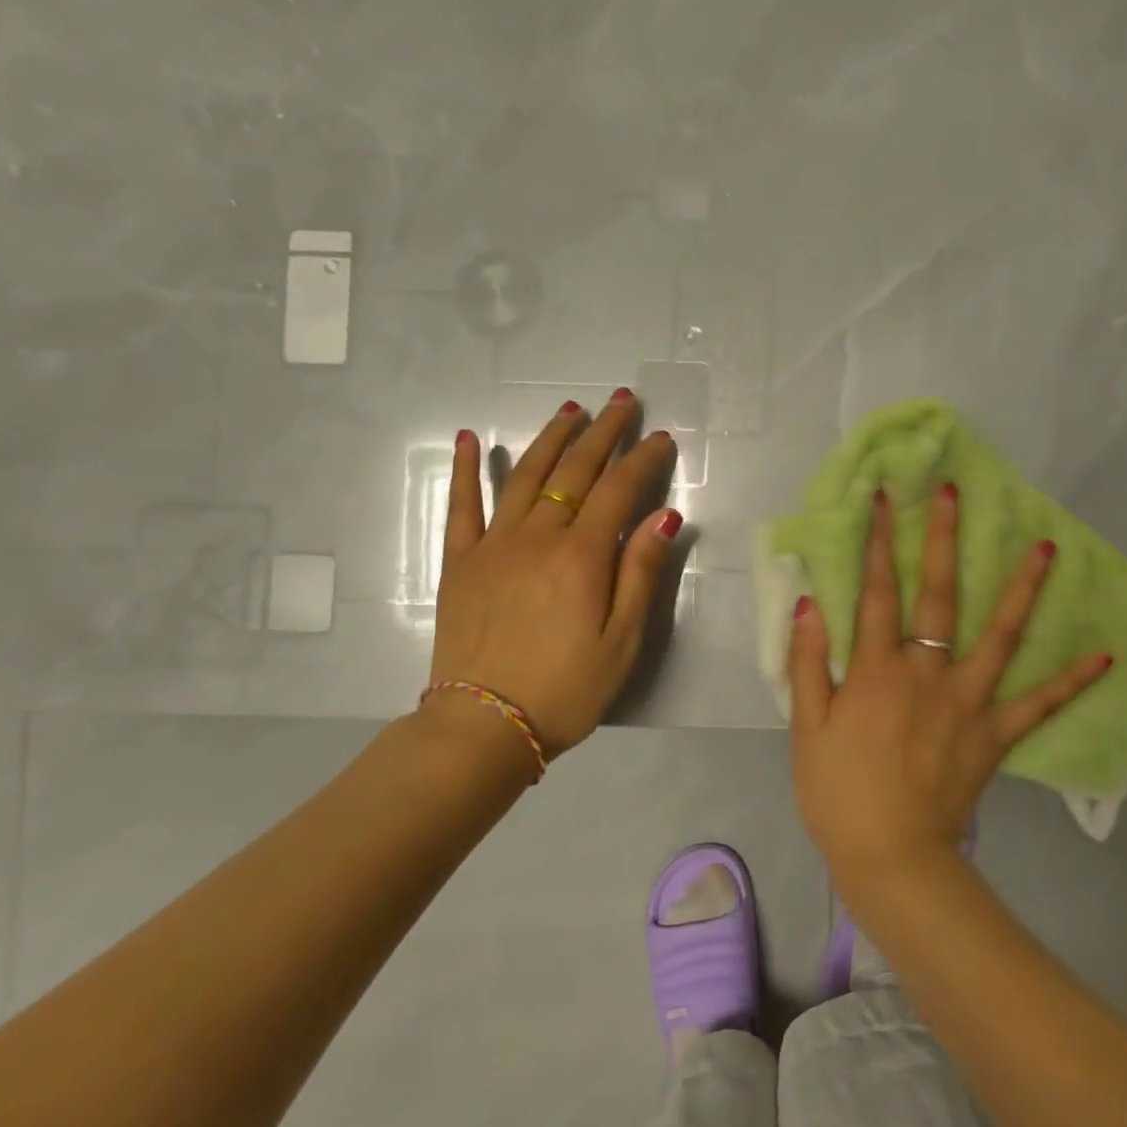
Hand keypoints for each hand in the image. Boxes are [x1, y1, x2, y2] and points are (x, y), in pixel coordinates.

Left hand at [425, 391, 680, 758]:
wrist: (484, 725)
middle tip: (620, 402)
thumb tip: (665, 514)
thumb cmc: (566, 689)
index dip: (643, 460)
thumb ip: (641, 572)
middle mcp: (537, 537)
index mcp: (581, 557)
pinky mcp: (460, 562)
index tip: (661, 437)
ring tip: (570, 410)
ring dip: (550, 438)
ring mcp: (493, 545)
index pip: (619, 491)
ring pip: (524, 475)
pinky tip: (466, 438)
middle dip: (602, 433)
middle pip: (574, 472)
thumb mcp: (622, 641)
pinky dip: (464, 469)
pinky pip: (460, 506)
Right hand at [786, 484, 1112, 880]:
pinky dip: (1072, 680)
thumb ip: (807, 662)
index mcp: (876, 670)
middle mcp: (926, 672)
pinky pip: (1039, 703)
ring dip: (1022, 589)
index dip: (876, 543)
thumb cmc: (838, 791)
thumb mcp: (806, 727)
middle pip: (937, 595)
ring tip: (1046, 547)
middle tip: (955, 494)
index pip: (876, 592)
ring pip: (999, 635)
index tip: (882, 499)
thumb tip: (812, 602)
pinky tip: (1105, 655)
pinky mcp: (995, 734)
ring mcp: (967, 701)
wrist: (890, 856)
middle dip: (943, 540)